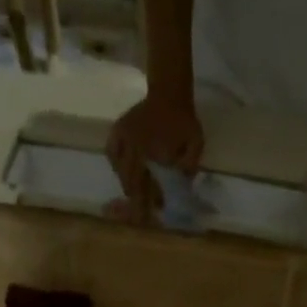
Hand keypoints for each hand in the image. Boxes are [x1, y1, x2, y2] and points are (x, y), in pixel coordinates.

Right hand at [107, 91, 203, 223]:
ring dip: (127, 185)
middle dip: (135, 200)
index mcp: (152, 149)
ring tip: (133, 196)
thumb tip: (180, 185)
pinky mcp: (117, 130)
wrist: (170, 92)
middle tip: (139, 215)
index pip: (147, 183)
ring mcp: (123, 136)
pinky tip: (123, 172)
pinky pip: (111, 153)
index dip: (148, 201)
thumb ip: (189, 165)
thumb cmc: (184, 121)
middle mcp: (134, 144)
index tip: (151, 213)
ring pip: (120, 169)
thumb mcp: (195, 143)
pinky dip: (116, 166)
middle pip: (131, 180)